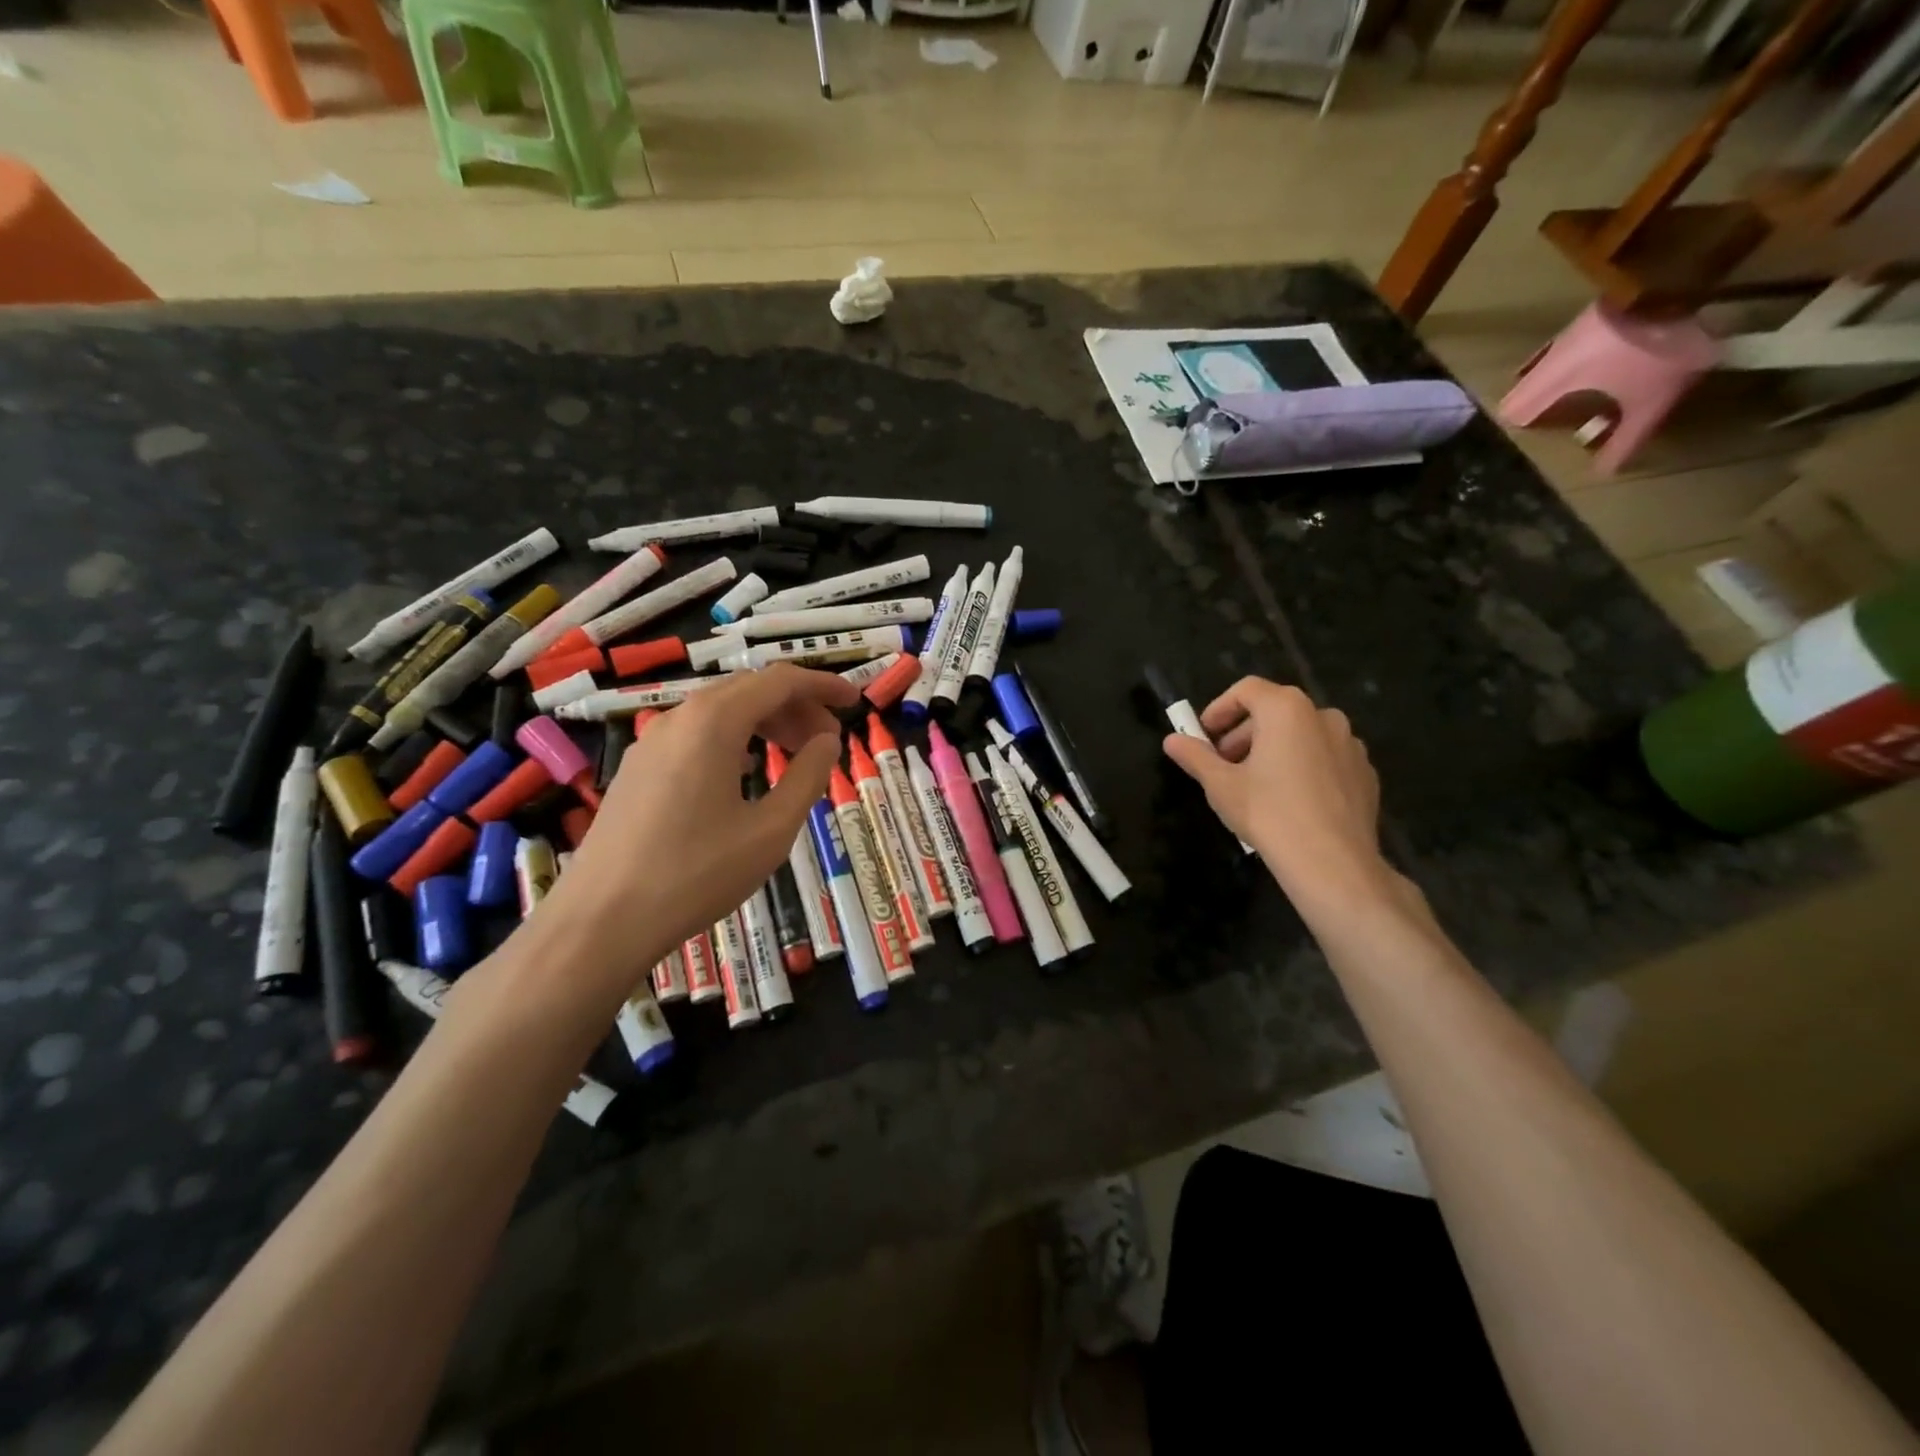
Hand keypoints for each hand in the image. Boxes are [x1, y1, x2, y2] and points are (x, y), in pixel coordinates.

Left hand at [531, 664, 856, 1007]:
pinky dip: (735, 739)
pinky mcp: (638, 769)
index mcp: (714, 722)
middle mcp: (679, 718)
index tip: (855, 701)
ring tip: (796, 755)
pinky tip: (747, 772)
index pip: (780, 681)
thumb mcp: (771, 830)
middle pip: (749, 690)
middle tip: (830, 739)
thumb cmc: (696, 875)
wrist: (601, 921)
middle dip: (797, 706)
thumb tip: (828, 740)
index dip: (823, 685)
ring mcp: (651, 742)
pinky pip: (696, 734)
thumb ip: (807, 776)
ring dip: (765, 722)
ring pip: (720, 711)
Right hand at [1161, 678, 1405, 921]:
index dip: (1219, 709)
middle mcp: (1323, 716)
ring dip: (1273, 749)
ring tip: (1256, 784)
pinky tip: (1290, 800)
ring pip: (1302, 734)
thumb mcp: (1220, 784)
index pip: (1247, 690)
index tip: (1203, 736)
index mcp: (1287, 709)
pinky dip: (1303, 766)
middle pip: (1275, 711)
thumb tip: (1171, 740)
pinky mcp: (1365, 772)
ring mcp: (1350, 744)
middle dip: (1243, 733)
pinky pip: (1325, 758)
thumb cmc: (1268, 812)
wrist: (1332, 862)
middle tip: (1223, 764)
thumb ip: (1195, 756)